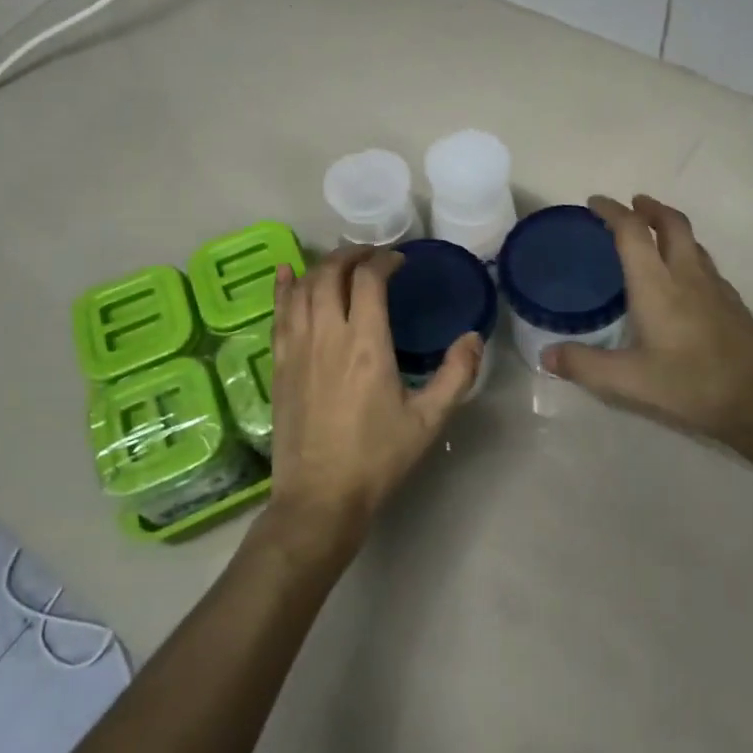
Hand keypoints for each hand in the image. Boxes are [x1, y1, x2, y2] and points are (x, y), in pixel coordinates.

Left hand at [267, 246, 480, 554]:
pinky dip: (283, 287)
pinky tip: (286, 272)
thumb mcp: (429, 420)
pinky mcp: (280, 364)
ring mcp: (298, 348)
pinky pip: (278, 312)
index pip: (369, 280)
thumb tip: (474, 337)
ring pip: (304, 288)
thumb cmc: (378, 458)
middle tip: (373, 256)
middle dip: (353, 255)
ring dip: (323, 266)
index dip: (385, 261)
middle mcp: (327, 335)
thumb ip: (456, 375)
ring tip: (342, 262)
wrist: (320, 497)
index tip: (400, 263)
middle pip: (332, 274)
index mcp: (366, 344)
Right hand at [543, 195, 752, 448]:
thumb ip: (584, 365)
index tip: (595, 203)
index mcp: (657, 285)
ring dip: (670, 227)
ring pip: (692, 241)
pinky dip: (687, 253)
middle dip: (649, 208)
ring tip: (654, 234)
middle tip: (632, 205)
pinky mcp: (733, 302)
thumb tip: (546, 355)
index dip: (612, 211)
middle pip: (671, 223)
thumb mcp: (628, 381)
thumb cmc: (690, 384)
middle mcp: (687, 275)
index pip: (632, 232)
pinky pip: (705, 263)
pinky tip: (683, 278)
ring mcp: (715, 286)